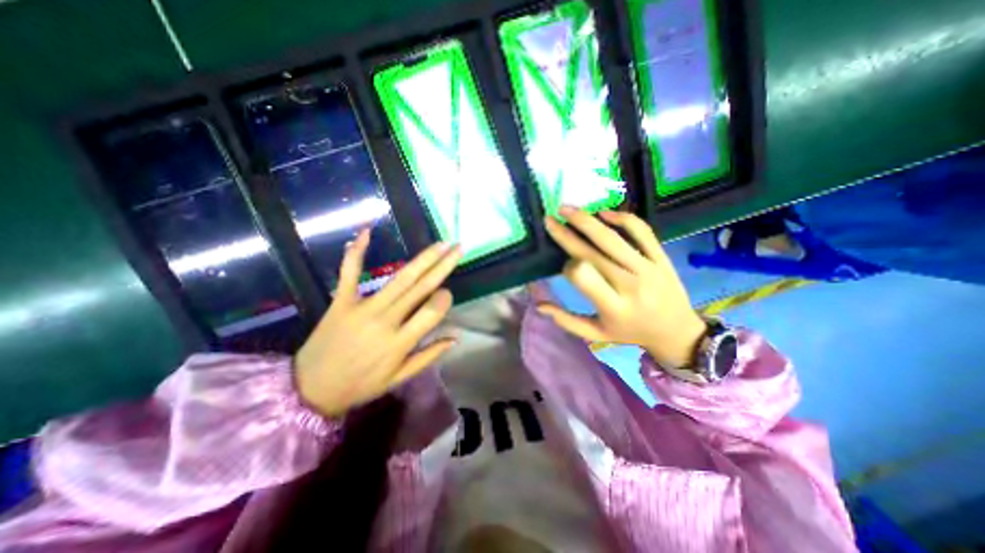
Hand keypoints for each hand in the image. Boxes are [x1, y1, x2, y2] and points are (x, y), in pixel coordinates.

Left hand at [296, 230, 461, 417]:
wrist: (310, 389)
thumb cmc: (360, 385)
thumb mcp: (399, 378)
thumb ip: (429, 355)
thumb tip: (456, 336)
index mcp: (400, 342)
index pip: (432, 311)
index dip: (445, 298)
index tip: (448, 293)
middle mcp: (385, 320)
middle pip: (421, 287)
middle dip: (443, 265)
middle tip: (458, 247)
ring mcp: (363, 307)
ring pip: (399, 278)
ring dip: (422, 258)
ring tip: (440, 244)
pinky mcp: (341, 300)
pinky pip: (349, 272)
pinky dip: (356, 251)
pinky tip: (367, 231)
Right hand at [539, 205, 708, 367]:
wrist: (677, 332)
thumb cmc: (630, 333)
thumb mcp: (597, 335)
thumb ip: (567, 320)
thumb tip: (539, 305)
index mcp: (613, 307)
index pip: (583, 277)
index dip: (568, 266)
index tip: (564, 264)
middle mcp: (629, 285)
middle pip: (592, 253)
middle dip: (567, 234)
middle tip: (550, 219)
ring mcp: (648, 268)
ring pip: (612, 238)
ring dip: (587, 221)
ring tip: (567, 209)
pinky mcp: (660, 257)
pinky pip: (642, 231)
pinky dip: (623, 218)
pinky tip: (604, 212)